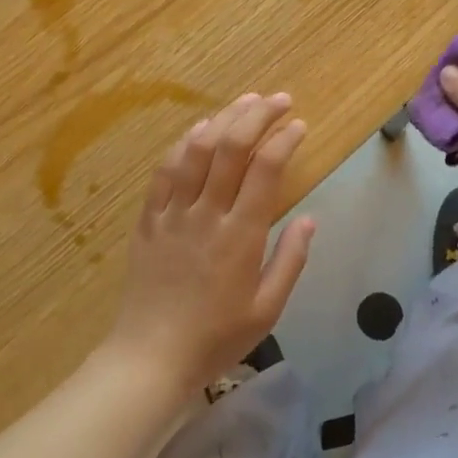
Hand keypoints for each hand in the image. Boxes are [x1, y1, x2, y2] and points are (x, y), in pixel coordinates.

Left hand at [105, 92, 315, 392]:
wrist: (151, 357)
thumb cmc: (216, 338)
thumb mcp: (268, 309)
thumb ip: (290, 260)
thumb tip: (309, 219)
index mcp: (241, 235)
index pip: (265, 170)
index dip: (284, 139)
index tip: (300, 125)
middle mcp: (206, 214)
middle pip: (231, 148)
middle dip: (257, 115)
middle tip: (279, 100)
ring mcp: (172, 214)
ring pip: (196, 151)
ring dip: (222, 119)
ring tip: (244, 102)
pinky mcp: (148, 220)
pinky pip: (164, 172)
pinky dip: (183, 144)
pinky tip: (198, 131)